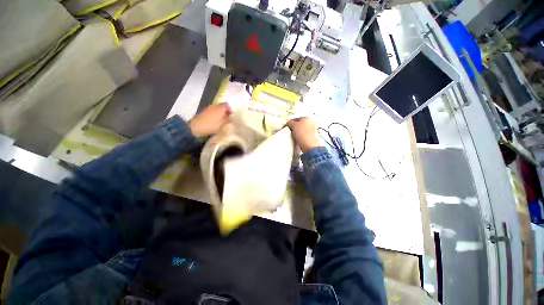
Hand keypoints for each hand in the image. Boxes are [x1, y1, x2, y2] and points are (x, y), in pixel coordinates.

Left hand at [188, 103, 231, 136]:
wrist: (197, 126)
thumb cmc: (212, 125)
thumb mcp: (223, 124)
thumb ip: (228, 120)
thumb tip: (231, 117)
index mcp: (221, 107)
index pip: (227, 105)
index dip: (230, 110)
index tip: (231, 116)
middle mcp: (215, 105)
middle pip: (222, 106)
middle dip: (225, 111)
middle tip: (227, 118)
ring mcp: (209, 108)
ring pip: (217, 109)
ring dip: (220, 113)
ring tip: (221, 120)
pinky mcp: (204, 111)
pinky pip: (212, 111)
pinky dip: (215, 114)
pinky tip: (215, 121)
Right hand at [287, 117, 320, 152]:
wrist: (310, 146)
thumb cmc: (302, 134)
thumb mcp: (293, 126)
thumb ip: (289, 122)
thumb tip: (288, 123)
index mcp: (307, 118)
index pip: (296, 119)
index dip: (290, 123)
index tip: (286, 127)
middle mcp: (311, 123)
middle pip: (299, 124)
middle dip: (294, 128)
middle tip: (289, 131)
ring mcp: (313, 130)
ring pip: (301, 130)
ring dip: (297, 133)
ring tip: (293, 137)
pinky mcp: (312, 137)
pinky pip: (304, 135)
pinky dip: (300, 137)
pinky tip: (298, 140)